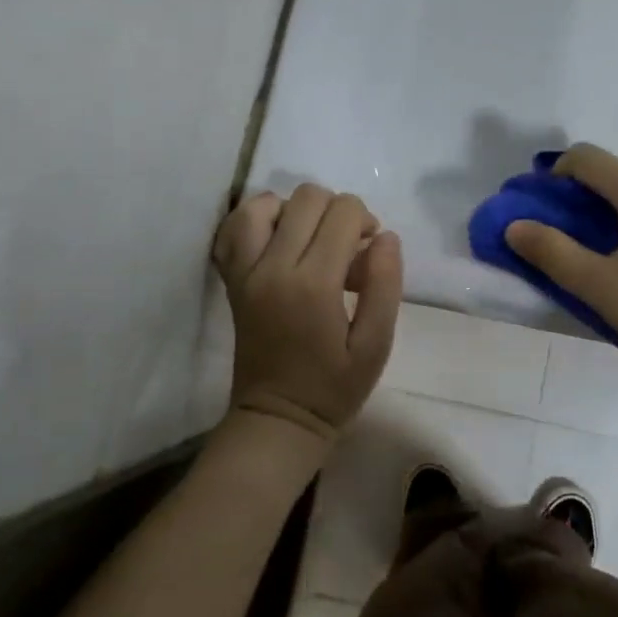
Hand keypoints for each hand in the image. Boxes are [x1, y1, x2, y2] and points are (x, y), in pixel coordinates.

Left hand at [212, 184, 403, 445]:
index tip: (370, 250)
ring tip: (312, 241)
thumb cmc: (334, 386)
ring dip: (297, 211)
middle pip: (308, 198)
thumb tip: (385, 237)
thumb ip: (385, 286)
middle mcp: (274, 267)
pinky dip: (259, 219)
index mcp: (314, 284)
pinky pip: (235, 227)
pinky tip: (279, 238)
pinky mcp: (232, 278)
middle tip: (347, 248)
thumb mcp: (376, 345)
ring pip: (266, 203)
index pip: (343, 213)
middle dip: (337, 211)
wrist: (278, 418)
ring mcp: (246, 271)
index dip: (365, 221)